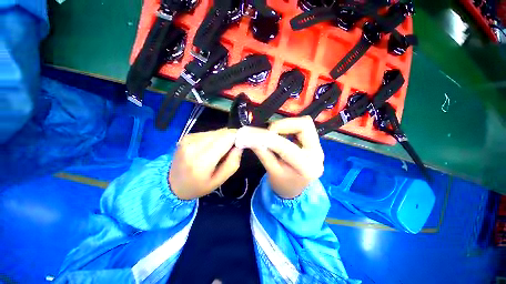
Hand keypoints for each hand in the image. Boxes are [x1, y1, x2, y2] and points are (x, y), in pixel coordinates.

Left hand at [169, 128, 241, 199]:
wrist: (172, 184)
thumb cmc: (198, 186)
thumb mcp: (219, 181)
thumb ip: (232, 162)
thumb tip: (239, 145)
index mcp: (202, 160)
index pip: (226, 138)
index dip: (238, 137)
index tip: (243, 142)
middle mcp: (194, 145)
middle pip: (222, 133)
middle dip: (231, 138)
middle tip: (233, 148)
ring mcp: (188, 138)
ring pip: (216, 131)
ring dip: (223, 138)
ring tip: (220, 150)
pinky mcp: (187, 136)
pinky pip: (208, 133)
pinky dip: (214, 138)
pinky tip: (211, 148)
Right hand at [250, 116, 323, 198]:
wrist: (295, 190)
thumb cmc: (283, 184)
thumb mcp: (271, 171)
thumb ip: (263, 153)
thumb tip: (251, 138)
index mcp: (306, 167)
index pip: (286, 146)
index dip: (268, 138)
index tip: (254, 134)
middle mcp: (317, 154)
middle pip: (303, 125)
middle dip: (282, 125)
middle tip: (269, 133)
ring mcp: (319, 147)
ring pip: (304, 123)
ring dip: (285, 125)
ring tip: (274, 134)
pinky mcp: (314, 143)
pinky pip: (302, 126)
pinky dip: (288, 127)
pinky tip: (282, 135)